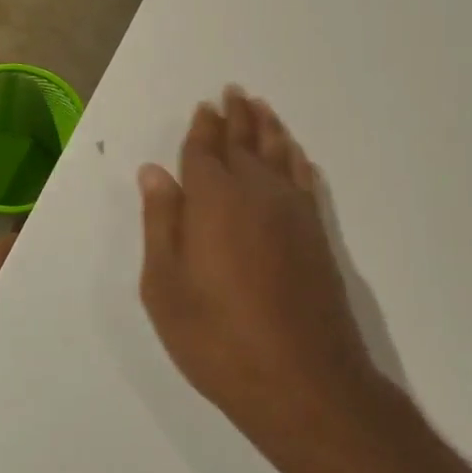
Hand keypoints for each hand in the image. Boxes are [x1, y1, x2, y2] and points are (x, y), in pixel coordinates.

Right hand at [138, 87, 381, 450]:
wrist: (303, 380)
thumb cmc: (219, 338)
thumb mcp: (166, 288)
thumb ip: (161, 223)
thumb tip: (154, 172)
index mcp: (213, 200)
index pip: (204, 152)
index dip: (202, 128)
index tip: (205, 106)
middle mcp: (256, 192)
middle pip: (245, 142)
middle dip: (237, 116)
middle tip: (234, 92)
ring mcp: (293, 212)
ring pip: (279, 154)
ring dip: (269, 129)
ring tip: (263, 108)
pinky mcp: (317, 234)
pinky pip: (305, 181)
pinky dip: (298, 162)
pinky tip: (297, 156)